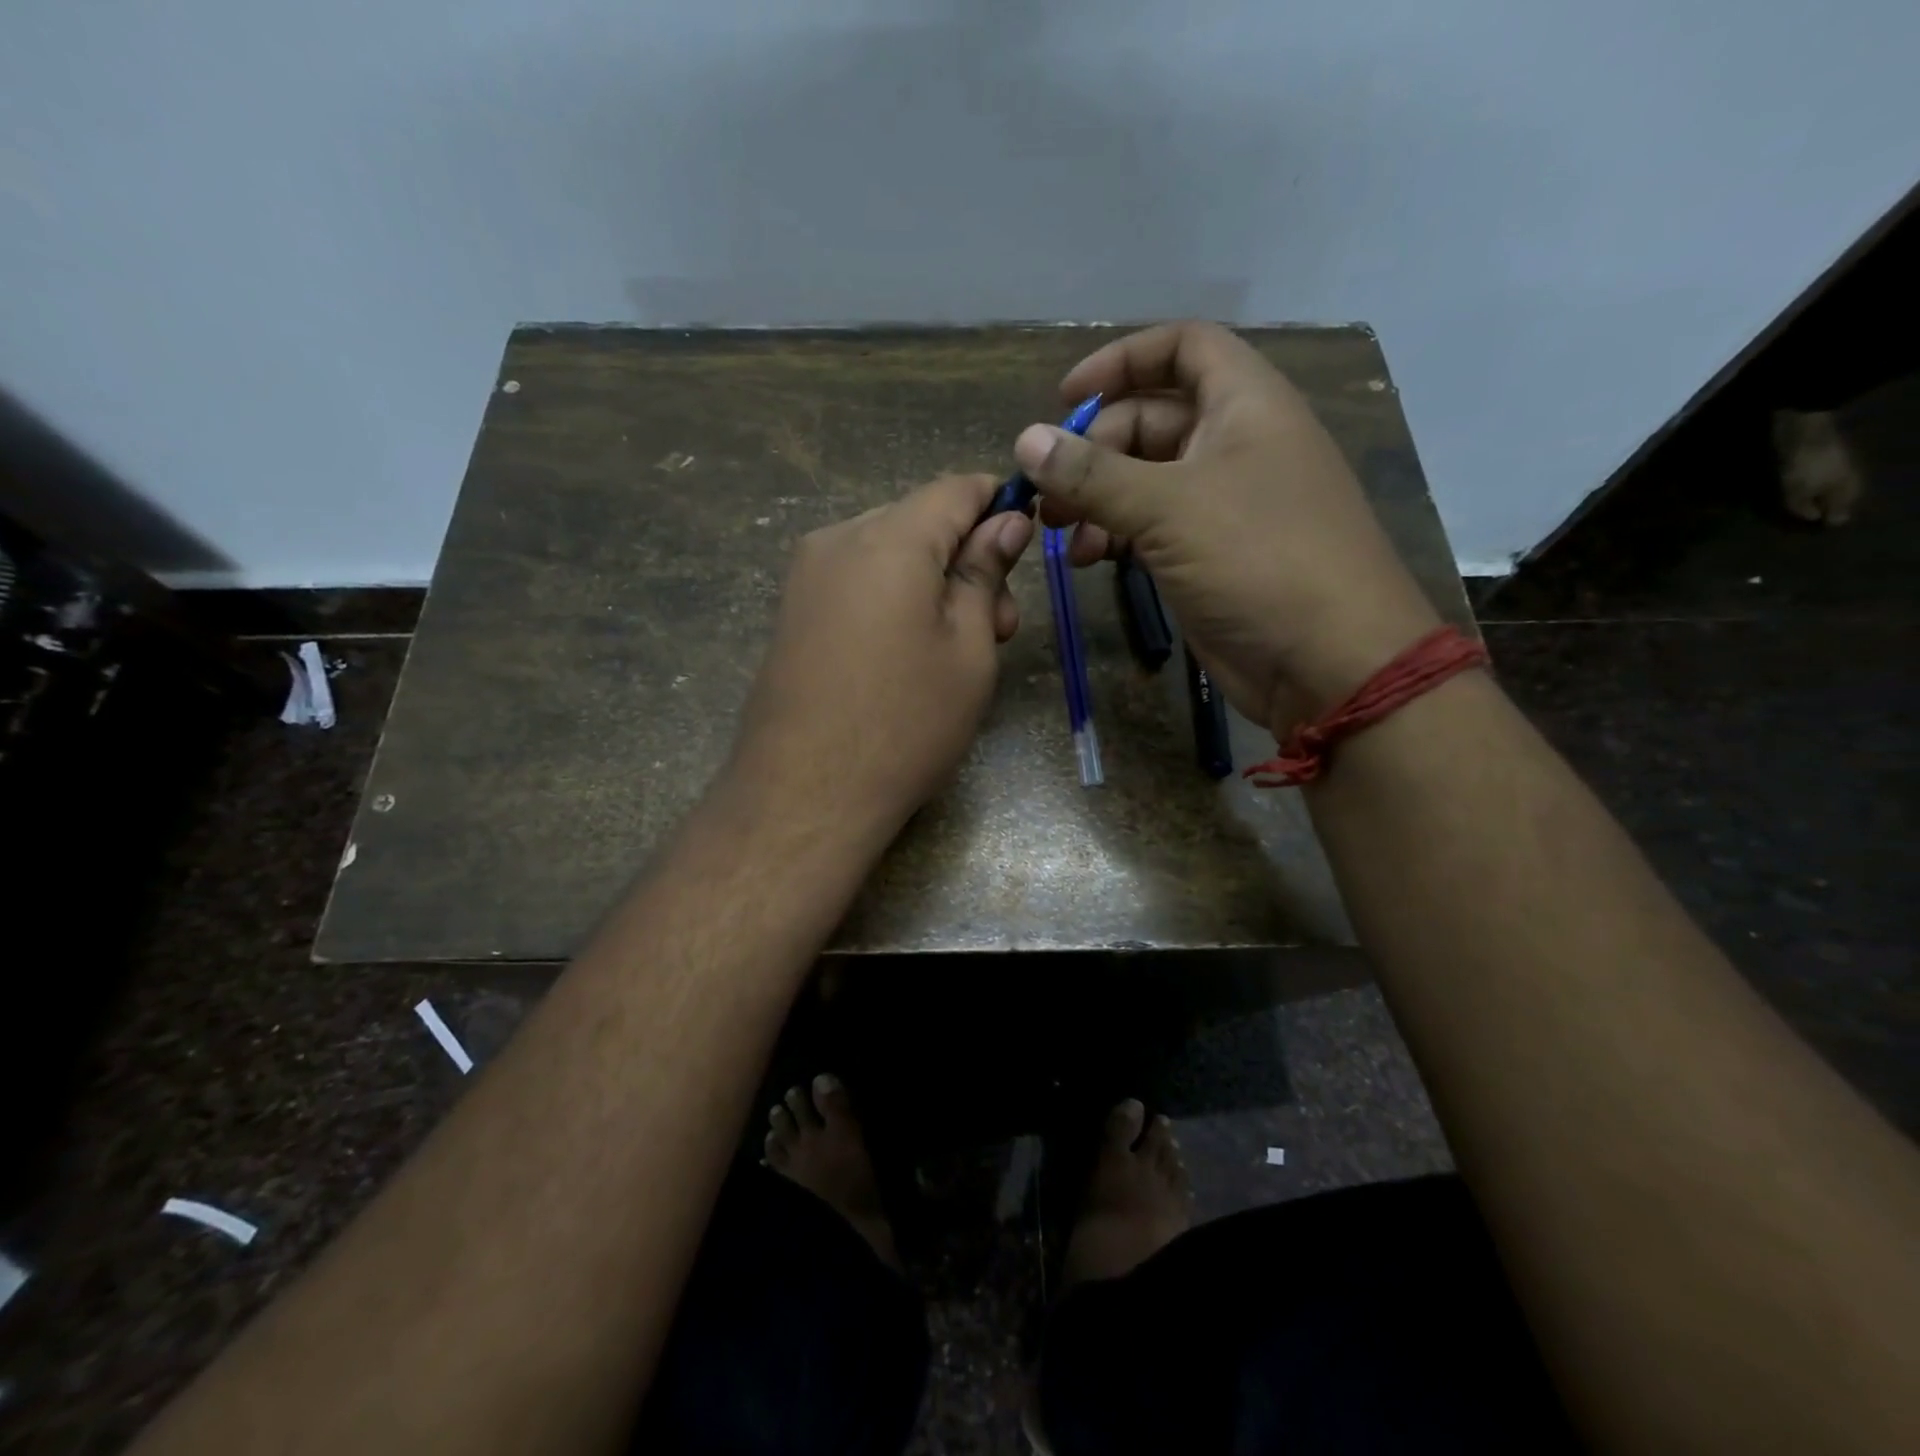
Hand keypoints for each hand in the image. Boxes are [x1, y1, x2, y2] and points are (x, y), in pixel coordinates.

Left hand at [729, 473, 1032, 839]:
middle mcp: (837, 540)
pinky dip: (893, 600)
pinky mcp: (792, 612)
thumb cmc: (905, 723)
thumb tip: (1005, 522)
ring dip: (931, 583)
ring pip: (887, 553)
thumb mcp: (968, 649)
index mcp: (889, 538)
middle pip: (918, 521)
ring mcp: (805, 576)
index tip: (1027, 543)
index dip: (999, 505)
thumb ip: (984, 574)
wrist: (804, 794)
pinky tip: (907, 654)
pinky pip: (856, 582)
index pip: (956, 489)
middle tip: (999, 626)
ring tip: (955, 649)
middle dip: (966, 558)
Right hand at [1014, 321, 1440, 729]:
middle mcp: (1235, 444)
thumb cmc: (1257, 559)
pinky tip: (1089, 560)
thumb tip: (1025, 441)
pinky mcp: (1209, 555)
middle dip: (1093, 450)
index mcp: (1244, 404)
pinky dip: (1117, 535)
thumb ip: (1092, 473)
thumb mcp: (1168, 507)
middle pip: (1150, 420)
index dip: (1122, 360)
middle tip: (1049, 493)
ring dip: (1097, 499)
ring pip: (1145, 480)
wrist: (1325, 660)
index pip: (1182, 348)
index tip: (1065, 399)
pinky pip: (1152, 527)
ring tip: (1060, 533)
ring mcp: (1222, 503)